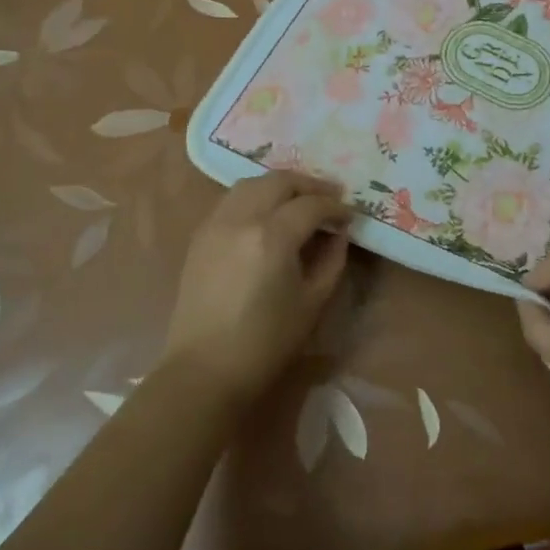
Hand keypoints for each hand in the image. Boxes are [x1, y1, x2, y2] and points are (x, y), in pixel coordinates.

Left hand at [163, 171, 352, 402]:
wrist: (205, 369)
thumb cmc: (267, 342)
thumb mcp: (313, 302)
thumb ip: (332, 259)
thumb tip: (338, 233)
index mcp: (273, 237)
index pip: (312, 204)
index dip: (335, 206)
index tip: (350, 215)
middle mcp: (241, 219)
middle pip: (280, 181)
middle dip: (309, 185)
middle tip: (330, 198)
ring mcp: (215, 224)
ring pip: (251, 183)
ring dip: (279, 186)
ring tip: (298, 202)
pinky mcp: (200, 236)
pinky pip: (231, 200)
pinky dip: (254, 197)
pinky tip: (267, 216)